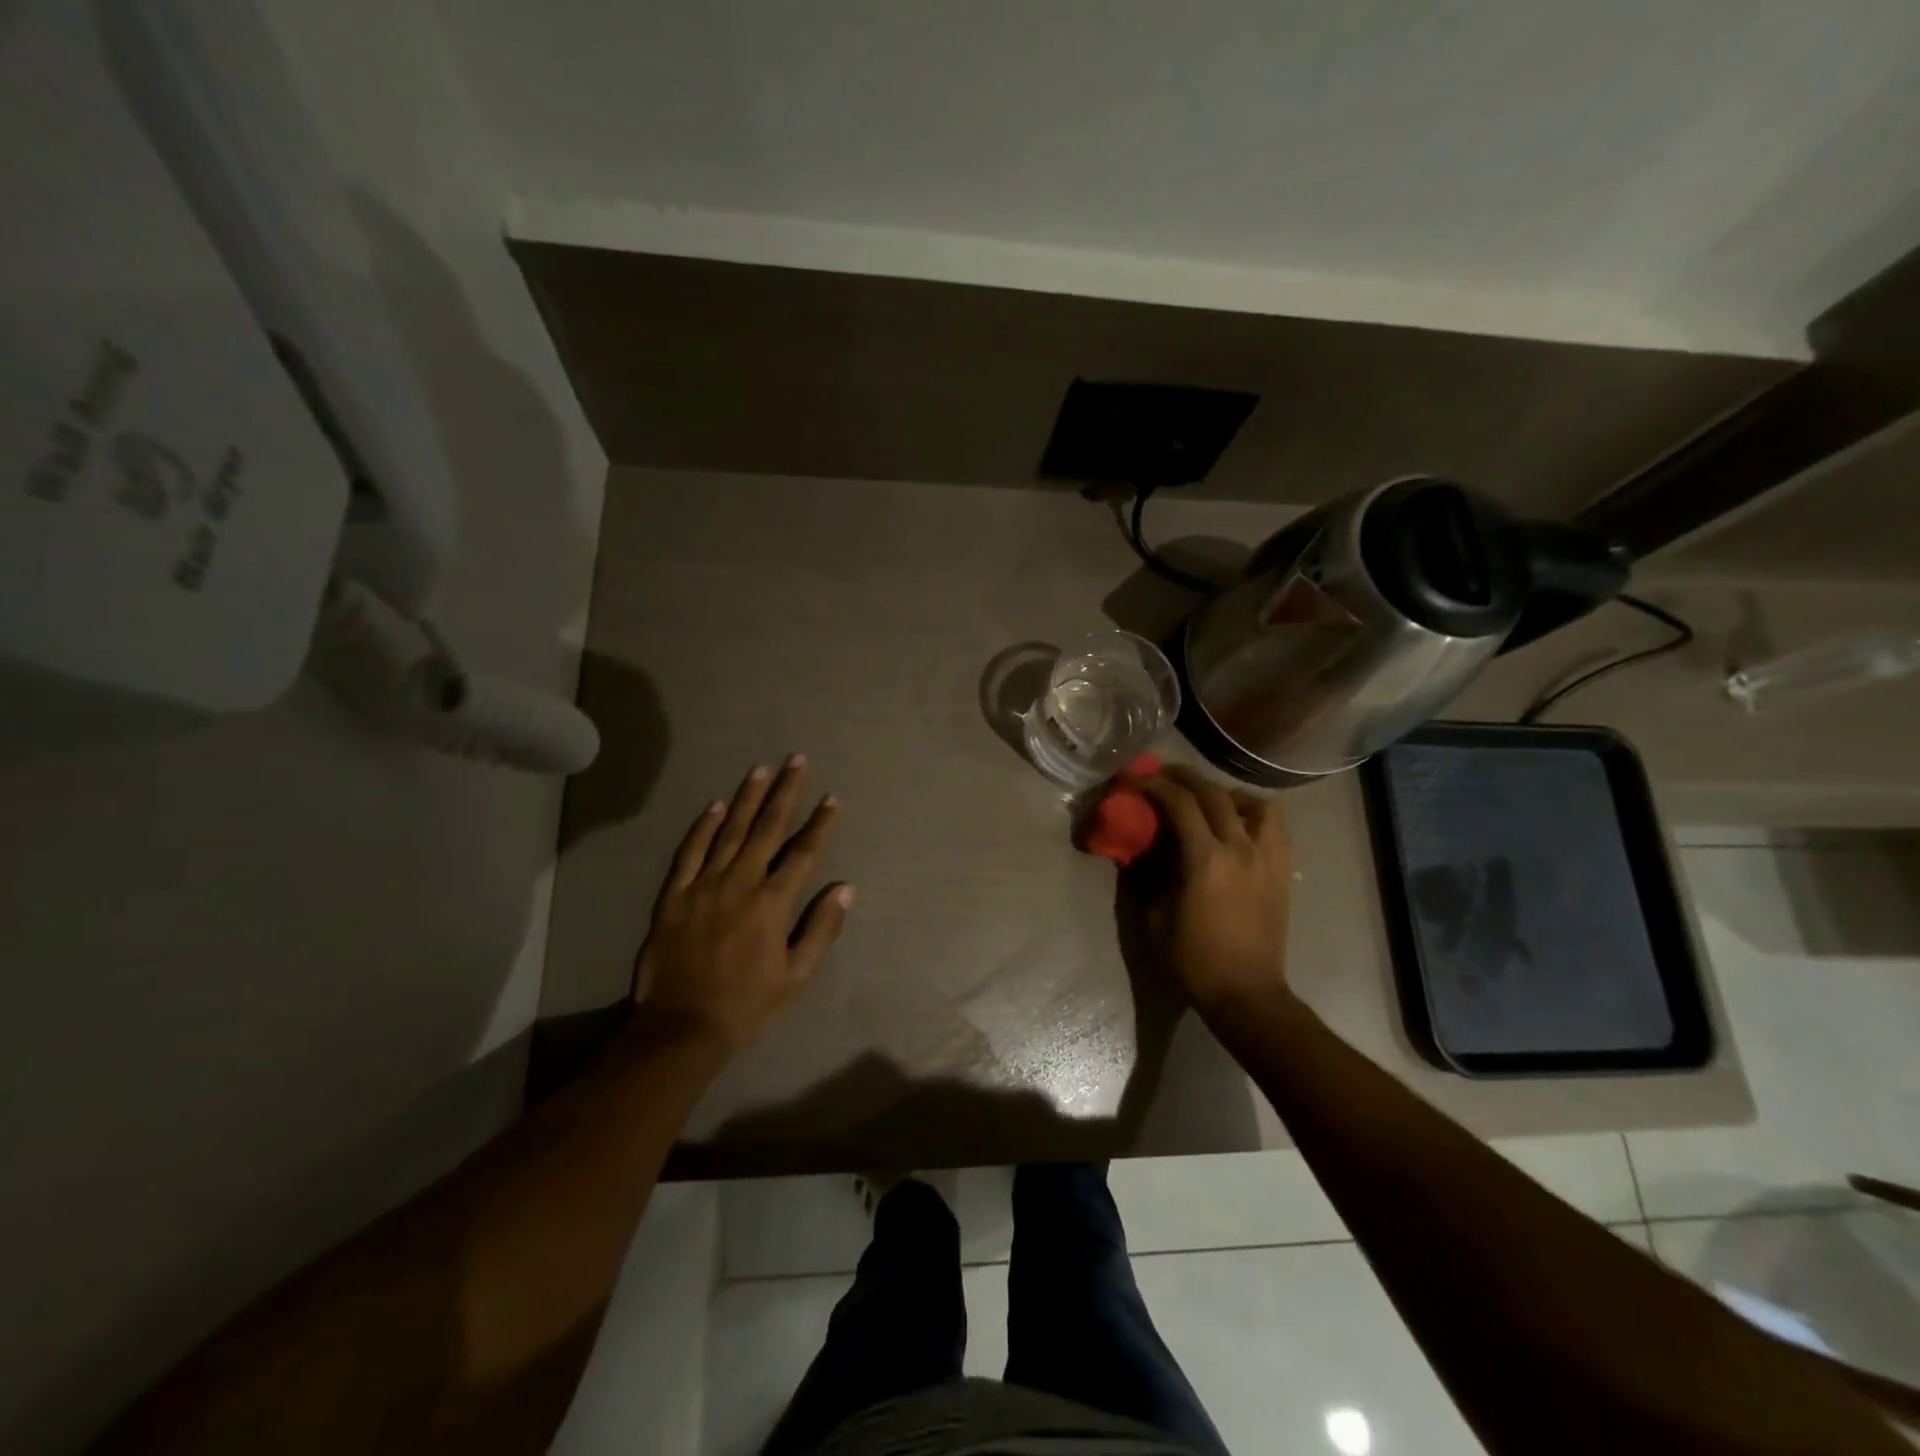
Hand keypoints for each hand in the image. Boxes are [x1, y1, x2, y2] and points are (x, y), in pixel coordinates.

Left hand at [635, 755, 851, 1052]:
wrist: (682, 1028)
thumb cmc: (748, 1004)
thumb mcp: (796, 975)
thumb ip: (821, 928)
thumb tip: (845, 888)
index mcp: (772, 903)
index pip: (803, 853)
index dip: (820, 824)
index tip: (832, 798)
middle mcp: (740, 883)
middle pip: (767, 828)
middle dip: (785, 791)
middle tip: (796, 760)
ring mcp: (703, 886)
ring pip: (729, 831)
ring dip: (748, 798)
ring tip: (762, 769)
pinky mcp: (674, 896)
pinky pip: (689, 853)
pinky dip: (703, 827)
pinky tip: (715, 805)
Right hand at [1138, 765, 1295, 1019]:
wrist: (1246, 992)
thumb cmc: (1193, 959)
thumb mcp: (1155, 916)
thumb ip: (1150, 873)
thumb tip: (1144, 846)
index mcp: (1206, 860)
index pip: (1180, 804)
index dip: (1155, 785)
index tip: (1136, 780)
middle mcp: (1241, 849)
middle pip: (1215, 794)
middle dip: (1186, 777)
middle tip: (1164, 774)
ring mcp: (1269, 858)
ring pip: (1257, 804)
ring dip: (1229, 794)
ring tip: (1211, 800)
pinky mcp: (1284, 871)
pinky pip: (1275, 828)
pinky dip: (1255, 816)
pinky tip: (1238, 827)